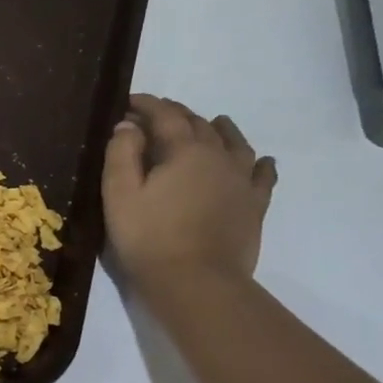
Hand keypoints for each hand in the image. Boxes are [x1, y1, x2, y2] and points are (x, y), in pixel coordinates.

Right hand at [102, 95, 276, 288]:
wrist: (196, 281)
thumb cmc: (148, 236)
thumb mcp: (119, 193)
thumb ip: (122, 154)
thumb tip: (128, 125)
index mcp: (184, 151)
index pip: (165, 116)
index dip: (147, 105)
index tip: (129, 101)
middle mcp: (219, 157)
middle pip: (200, 125)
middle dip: (177, 114)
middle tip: (157, 113)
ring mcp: (242, 182)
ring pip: (236, 144)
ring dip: (222, 129)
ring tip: (214, 122)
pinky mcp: (254, 206)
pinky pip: (263, 176)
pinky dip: (260, 163)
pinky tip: (261, 161)